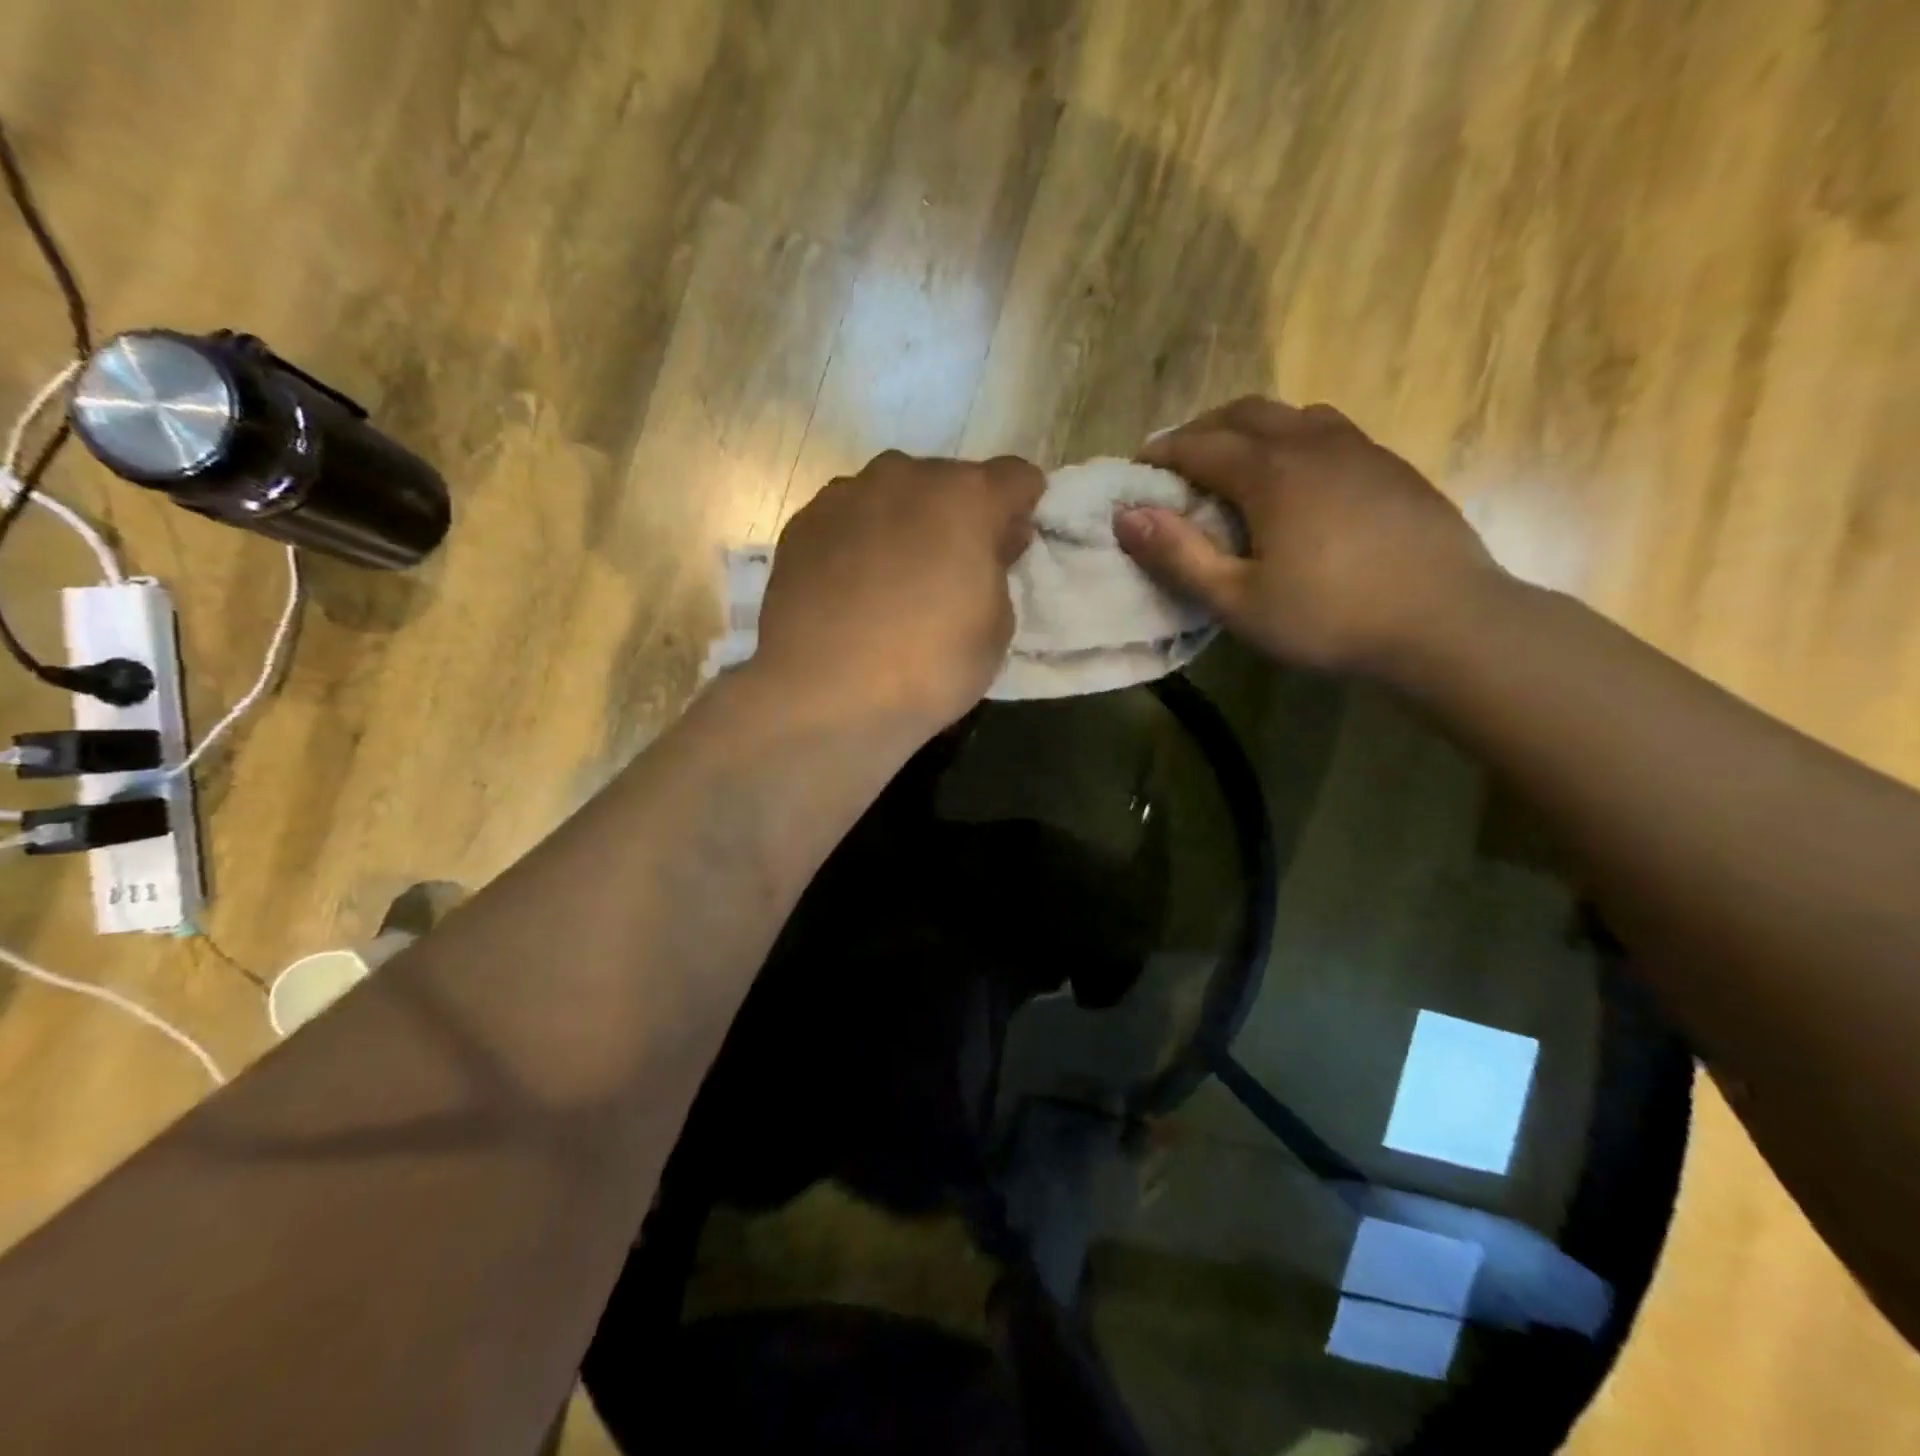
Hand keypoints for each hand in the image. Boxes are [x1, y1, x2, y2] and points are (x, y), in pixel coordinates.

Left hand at [754, 451, 1043, 732]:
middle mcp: (904, 478)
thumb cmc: (929, 666)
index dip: (1022, 507)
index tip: (1012, 543)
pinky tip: (852, 588)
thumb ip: (997, 572)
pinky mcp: (802, 525)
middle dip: (958, 516)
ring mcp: (845, 496)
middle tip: (953, 568)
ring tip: (894, 579)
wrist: (824, 693)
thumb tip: (986, 548)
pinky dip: (858, 542)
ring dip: (904, 523)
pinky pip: (847, 520)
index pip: (1016, 477)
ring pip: (892, 496)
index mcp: (965, 498)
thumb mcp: (996, 630)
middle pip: (948, 482)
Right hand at [1116, 397, 1505, 674]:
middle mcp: (1313, 444)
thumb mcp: (1238, 601)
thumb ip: (1178, 557)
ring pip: (1293, 415)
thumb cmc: (1330, 617)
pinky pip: (1329, 432)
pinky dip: (1293, 439)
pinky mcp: (1392, 467)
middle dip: (1203, 429)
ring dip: (1251, 428)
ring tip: (1234, 462)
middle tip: (1178, 461)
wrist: (1447, 622)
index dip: (1162, 453)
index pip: (1200, 445)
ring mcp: (1360, 450)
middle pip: (1245, 413)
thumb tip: (1126, 516)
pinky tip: (1297, 479)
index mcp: (1271, 473)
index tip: (1135, 468)